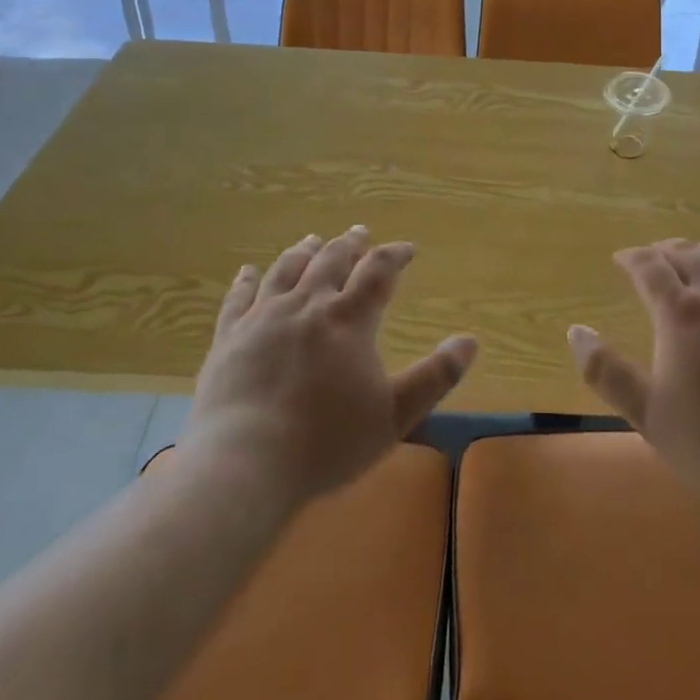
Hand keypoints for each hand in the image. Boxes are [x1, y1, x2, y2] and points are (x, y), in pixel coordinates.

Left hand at [181, 226, 476, 505]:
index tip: (407, 249)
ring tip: (314, 239)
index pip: (378, 271)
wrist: (243, 465)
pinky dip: (246, 280)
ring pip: (287, 269)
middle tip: (359, 233)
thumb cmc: (326, 442)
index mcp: (349, 319)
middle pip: (331, 260)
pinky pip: (238, 298)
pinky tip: (248, 270)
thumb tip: (470, 341)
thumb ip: (436, 376)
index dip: (395, 255)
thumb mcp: (395, 415)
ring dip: (305, 251)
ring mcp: (263, 318)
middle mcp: (308, 305)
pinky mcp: (229, 338)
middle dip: (350, 245)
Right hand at [568, 240, 699, 520]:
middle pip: (688, 255)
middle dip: (665, 250)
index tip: (620, 259)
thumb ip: (606, 371)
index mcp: (681, 313)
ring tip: (692, 255)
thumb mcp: (647, 413)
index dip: (632, 258)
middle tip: (651, 257)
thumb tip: (576, 330)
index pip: (650, 267)